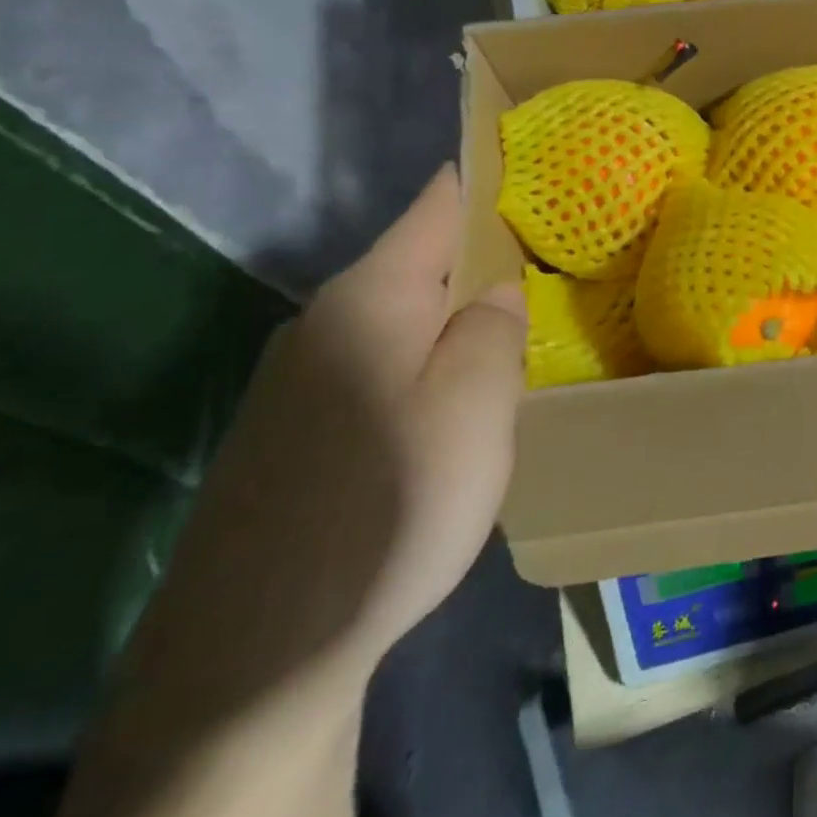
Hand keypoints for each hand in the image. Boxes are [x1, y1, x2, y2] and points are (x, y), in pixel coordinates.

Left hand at [121, 166, 525, 721]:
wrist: (258, 654)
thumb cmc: (389, 504)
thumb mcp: (473, 405)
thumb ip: (494, 326)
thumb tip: (496, 286)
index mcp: (371, 296)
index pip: (437, 203)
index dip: (487, 175)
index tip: (542, 162)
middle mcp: (327, 321)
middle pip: (421, 261)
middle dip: (485, 255)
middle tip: (558, 260)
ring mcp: (304, 377)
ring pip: (403, 318)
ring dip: (457, 315)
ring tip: (521, 327)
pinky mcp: (298, 430)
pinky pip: (382, 364)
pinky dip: (428, 360)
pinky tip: (457, 401)